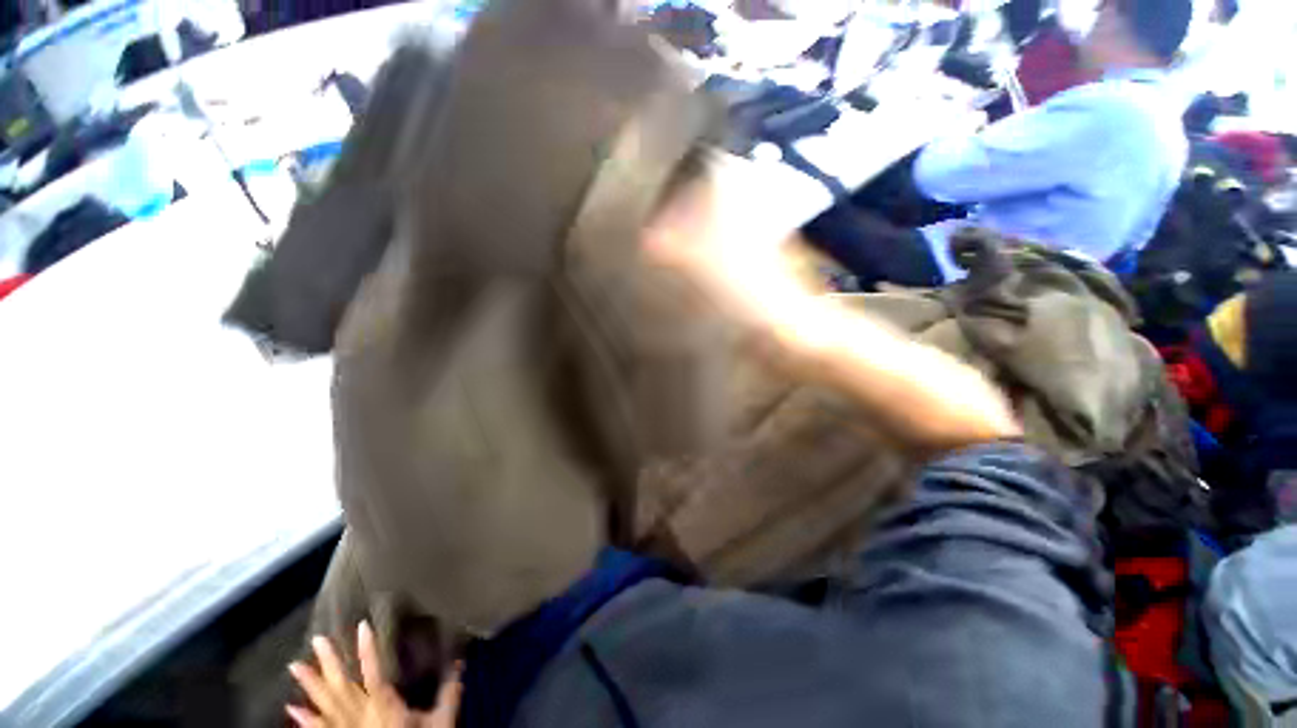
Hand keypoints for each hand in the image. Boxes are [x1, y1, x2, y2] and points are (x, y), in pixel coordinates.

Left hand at [287, 622, 461, 727]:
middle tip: (317, 641)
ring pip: (326, 705)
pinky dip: (306, 720)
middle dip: (329, 664)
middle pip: (342, 687)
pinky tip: (292, 709)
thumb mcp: (441, 723)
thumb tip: (459, 661)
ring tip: (295, 666)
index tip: (361, 627)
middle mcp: (361, 717)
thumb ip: (448, 694)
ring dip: (310, 686)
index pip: (374, 673)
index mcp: (384, 708)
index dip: (368, 650)